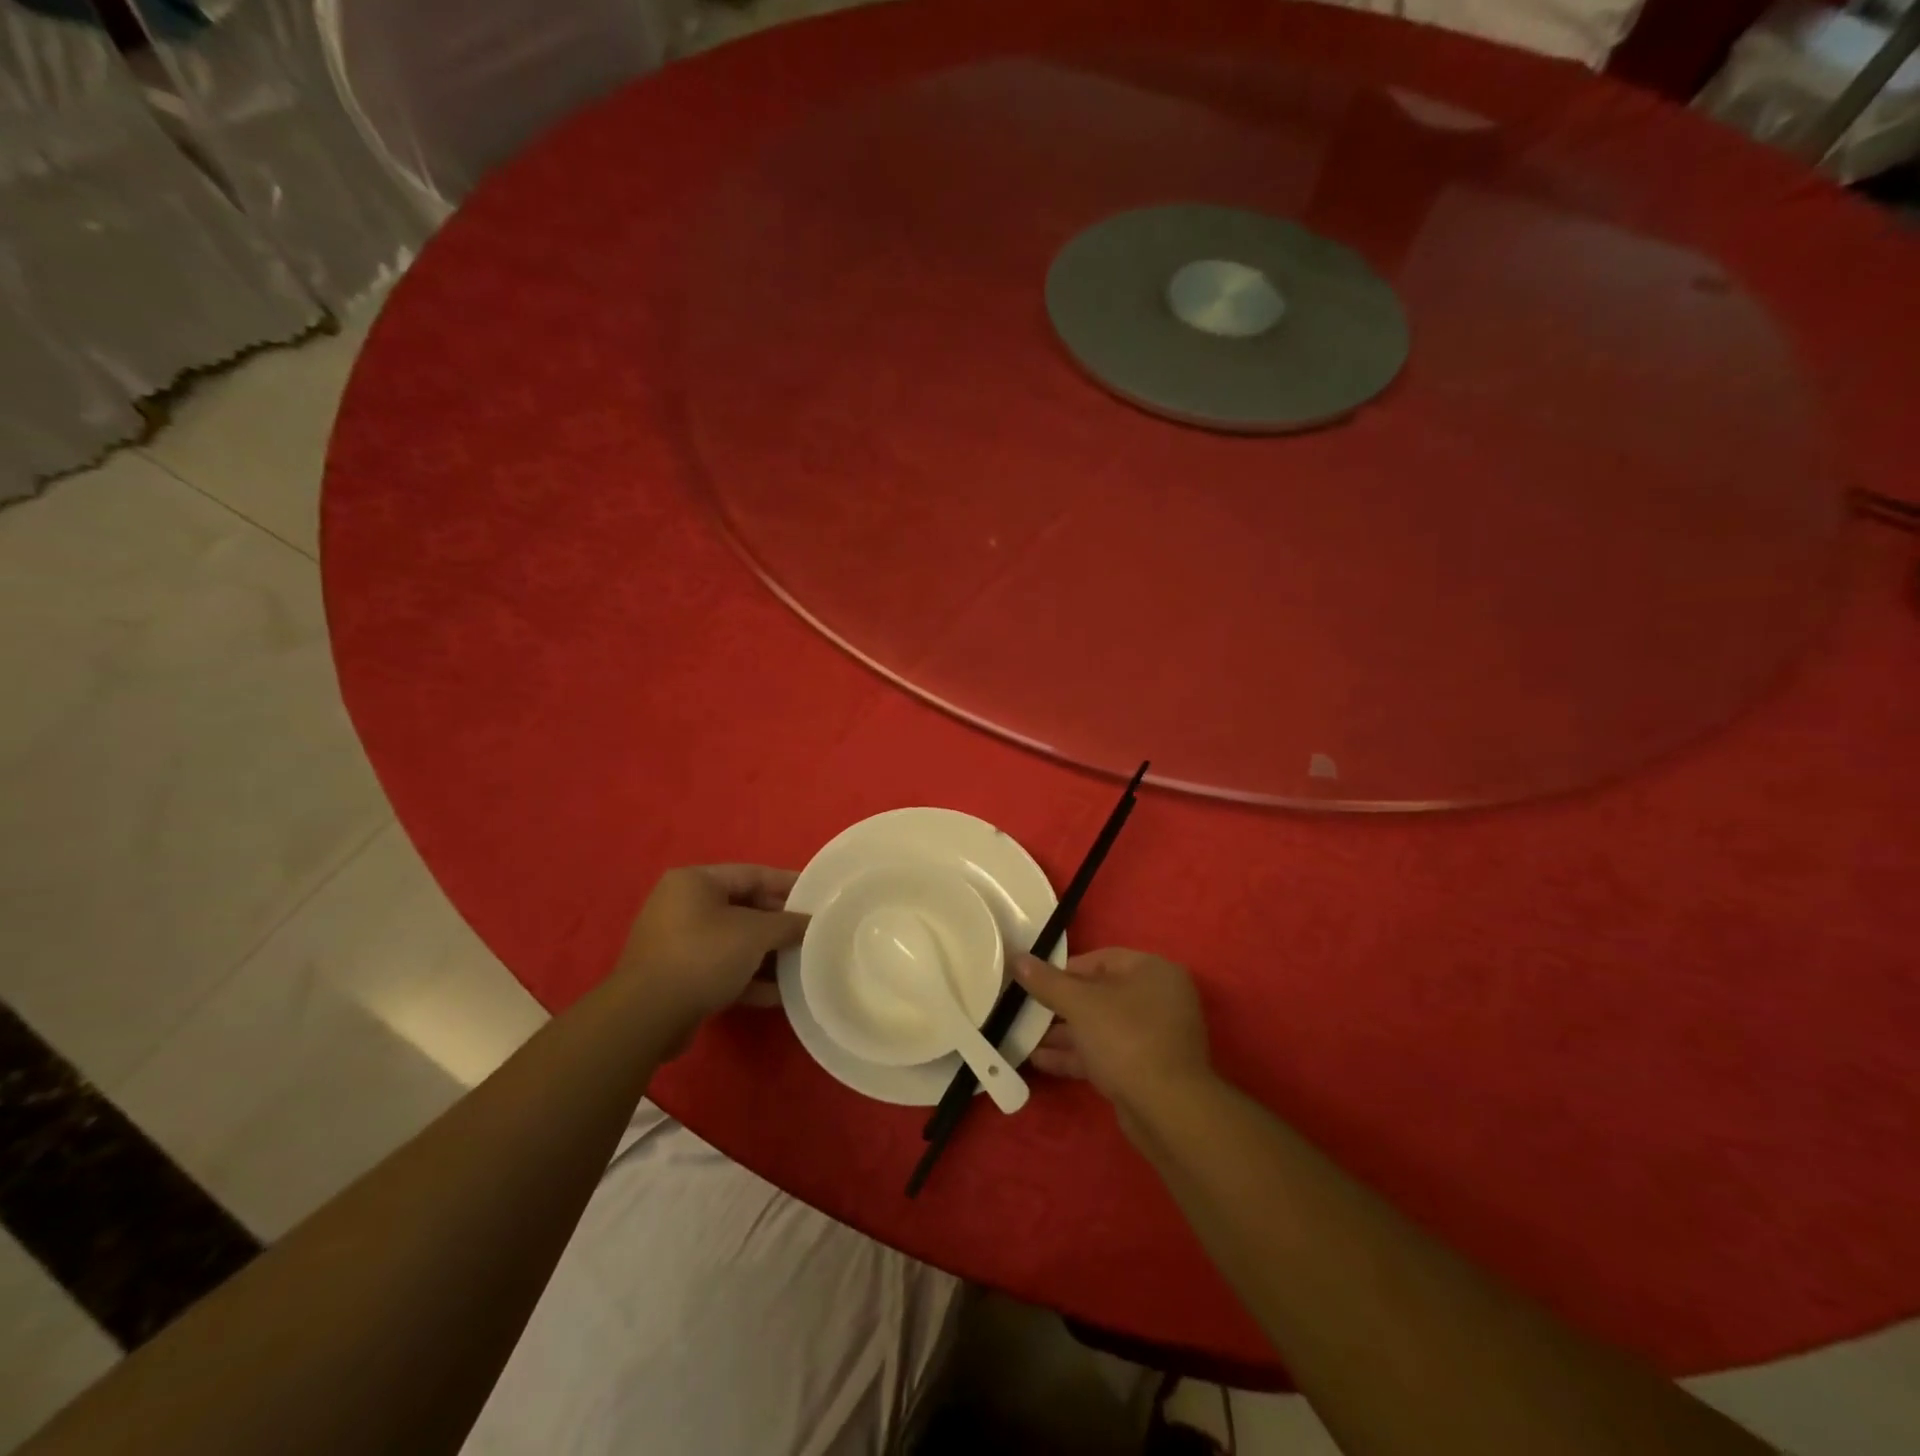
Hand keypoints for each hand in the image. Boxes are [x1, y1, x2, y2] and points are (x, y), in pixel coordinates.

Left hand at [616, 865, 807, 1051]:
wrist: (646, 1017)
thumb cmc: (703, 956)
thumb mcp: (755, 934)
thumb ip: (788, 924)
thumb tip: (811, 923)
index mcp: (695, 881)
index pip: (753, 874)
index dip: (789, 884)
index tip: (819, 895)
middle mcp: (682, 905)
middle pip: (744, 908)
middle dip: (779, 924)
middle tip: (813, 933)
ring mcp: (677, 943)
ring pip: (734, 942)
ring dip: (767, 954)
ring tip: (801, 964)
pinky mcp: (678, 977)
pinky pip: (721, 969)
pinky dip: (748, 978)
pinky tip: (779, 994)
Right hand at [1014, 948, 1211, 1111]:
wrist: (1167, 1111)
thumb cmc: (1126, 1039)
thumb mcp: (1080, 1004)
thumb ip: (1047, 982)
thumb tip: (1018, 958)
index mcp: (1153, 971)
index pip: (1103, 958)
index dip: (1066, 969)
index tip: (1036, 982)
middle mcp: (1159, 999)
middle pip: (1101, 993)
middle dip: (1061, 1005)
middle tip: (1027, 1009)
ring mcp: (1155, 1037)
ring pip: (1102, 1026)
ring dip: (1065, 1033)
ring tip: (1024, 1037)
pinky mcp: (1146, 1069)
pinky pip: (1107, 1053)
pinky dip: (1077, 1055)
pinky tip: (1040, 1060)